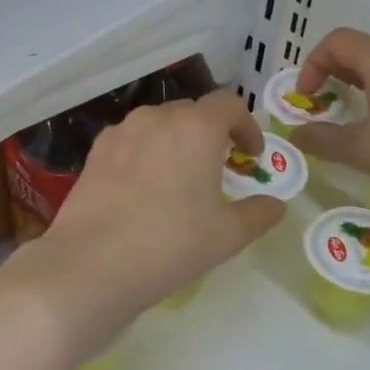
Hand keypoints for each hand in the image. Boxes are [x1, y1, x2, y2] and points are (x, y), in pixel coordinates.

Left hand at [11, 88, 284, 349]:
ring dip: (176, 141)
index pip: (229, 104)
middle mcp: (157, 118)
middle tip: (219, 168)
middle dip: (212, 133)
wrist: (93, 264)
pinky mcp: (95, 153)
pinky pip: (130, 141)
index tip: (251, 155)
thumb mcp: (227, 235)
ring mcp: (121, 133)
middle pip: (192, 111)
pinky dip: (146, 153)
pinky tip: (144, 188)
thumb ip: (258, 214)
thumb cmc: (171, 244)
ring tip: (180, 176)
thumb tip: (276, 205)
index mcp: (197, 128)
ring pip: (158, 124)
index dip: (247, 125)